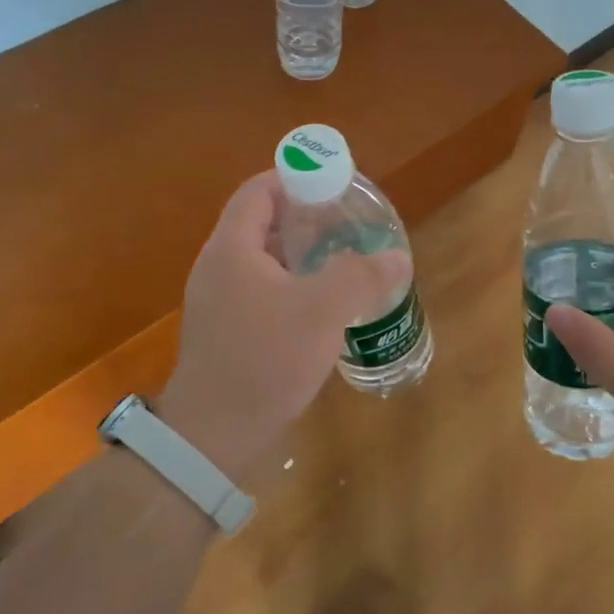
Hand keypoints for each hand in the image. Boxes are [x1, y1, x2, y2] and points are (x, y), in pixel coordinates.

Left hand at [156, 172, 409, 482]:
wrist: (215, 435)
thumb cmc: (266, 359)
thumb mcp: (323, 311)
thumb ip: (361, 276)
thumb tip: (397, 258)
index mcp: (232, 248)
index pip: (259, 190)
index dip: (295, 179)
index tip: (334, 186)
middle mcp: (219, 267)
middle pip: (262, 223)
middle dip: (305, 218)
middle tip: (347, 224)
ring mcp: (219, 301)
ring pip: (264, 261)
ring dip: (301, 255)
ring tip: (342, 261)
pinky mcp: (227, 331)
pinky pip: (262, 291)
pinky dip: (292, 286)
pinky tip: (322, 306)